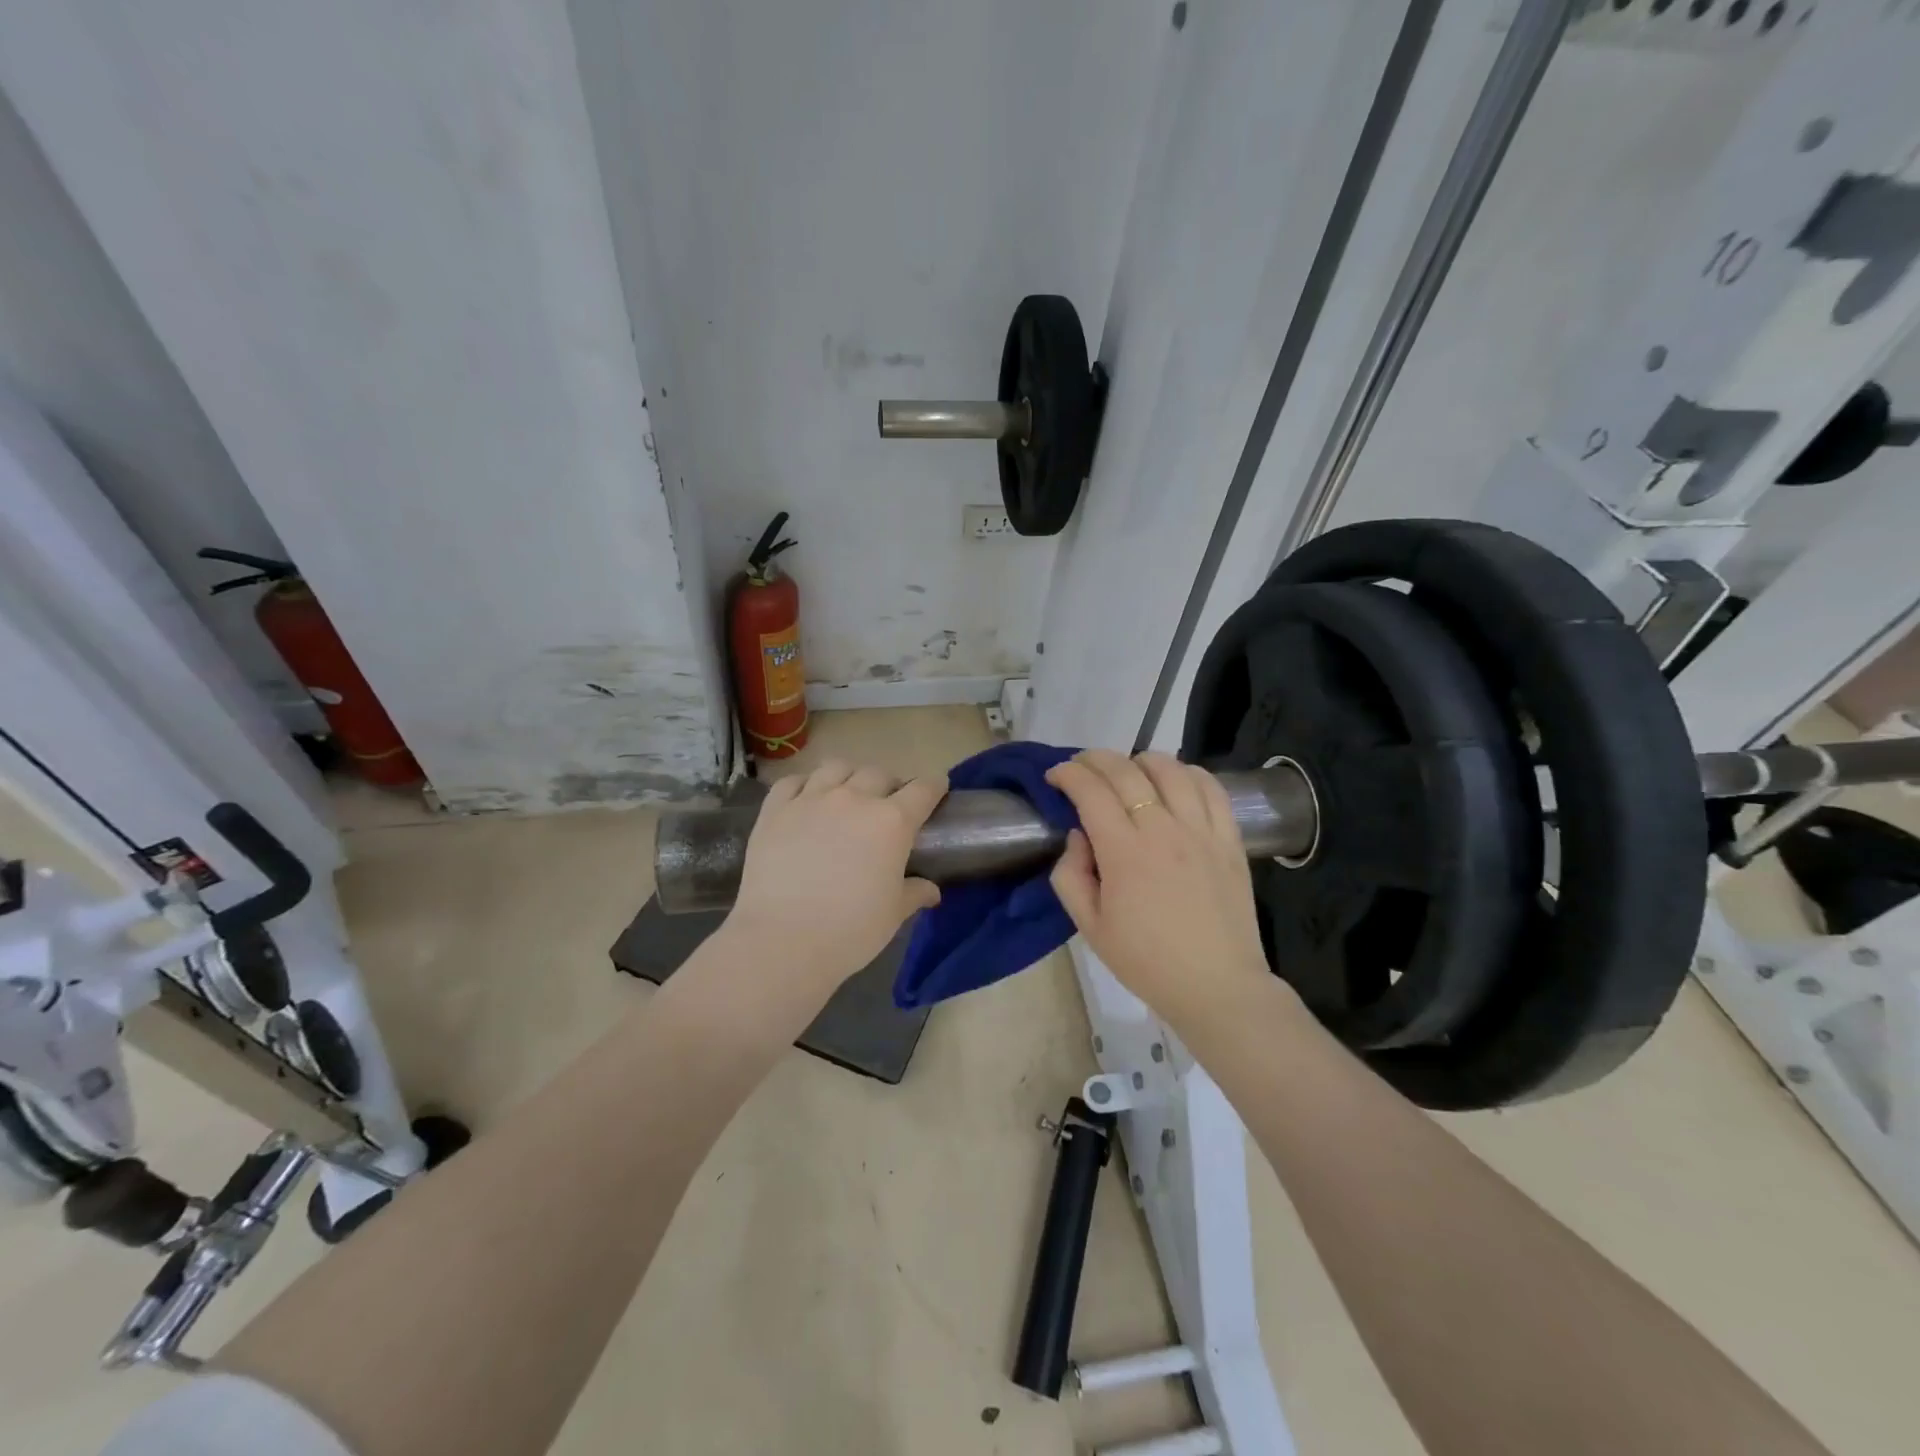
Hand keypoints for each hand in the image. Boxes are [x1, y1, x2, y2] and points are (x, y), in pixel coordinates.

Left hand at [722, 760, 946, 993]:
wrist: (781, 940)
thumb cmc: (850, 931)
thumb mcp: (892, 915)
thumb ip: (914, 893)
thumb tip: (931, 891)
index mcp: (892, 822)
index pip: (923, 790)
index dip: (934, 787)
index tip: (937, 789)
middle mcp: (854, 799)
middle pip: (878, 773)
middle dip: (889, 785)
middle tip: (887, 805)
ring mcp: (811, 799)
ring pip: (836, 767)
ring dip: (849, 776)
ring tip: (846, 794)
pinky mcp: (775, 810)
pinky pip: (793, 781)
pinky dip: (805, 784)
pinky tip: (806, 799)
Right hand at [1046, 750, 1272, 1030]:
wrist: (1215, 986)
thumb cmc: (1145, 961)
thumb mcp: (1089, 927)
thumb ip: (1071, 875)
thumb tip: (1078, 835)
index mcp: (1124, 853)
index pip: (1091, 791)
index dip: (1068, 774)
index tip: (1056, 776)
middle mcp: (1163, 830)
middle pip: (1126, 771)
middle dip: (1095, 759)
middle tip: (1081, 767)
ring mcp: (1201, 831)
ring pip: (1171, 769)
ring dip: (1141, 759)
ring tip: (1128, 769)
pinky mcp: (1230, 839)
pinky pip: (1211, 788)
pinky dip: (1189, 773)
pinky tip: (1175, 780)